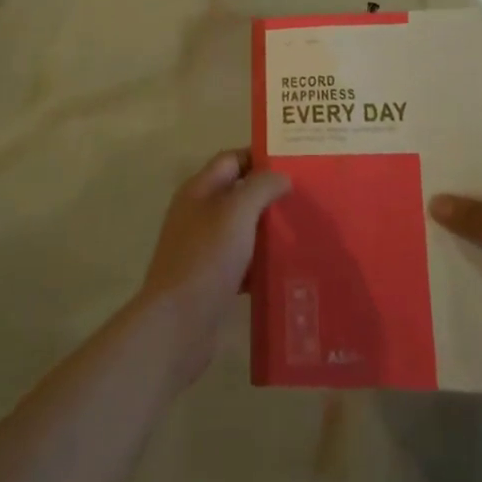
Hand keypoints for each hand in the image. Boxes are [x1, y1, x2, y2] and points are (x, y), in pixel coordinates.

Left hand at [136, 150, 290, 384]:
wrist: (177, 324)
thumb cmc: (207, 258)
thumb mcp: (237, 212)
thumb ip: (261, 187)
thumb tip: (281, 176)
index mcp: (198, 190)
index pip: (232, 159)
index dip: (260, 157)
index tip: (294, 163)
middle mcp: (197, 214)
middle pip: (237, 194)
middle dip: (269, 194)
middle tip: (304, 197)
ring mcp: (202, 248)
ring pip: (241, 229)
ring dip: (267, 230)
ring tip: (302, 230)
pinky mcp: (210, 280)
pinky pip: (240, 262)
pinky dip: (260, 263)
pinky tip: (284, 269)